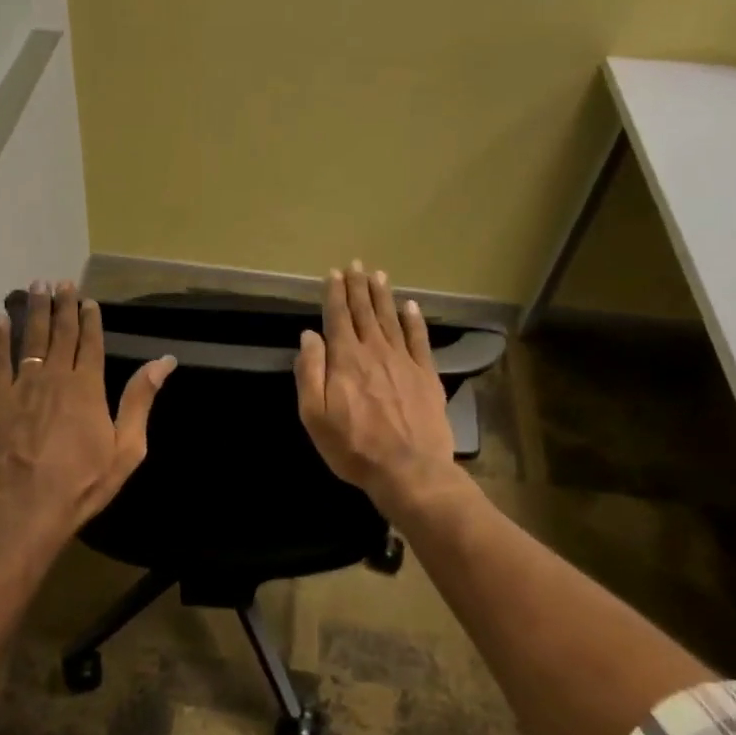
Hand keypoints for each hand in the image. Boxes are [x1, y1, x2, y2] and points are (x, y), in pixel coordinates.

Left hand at [0, 281, 175, 537]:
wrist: (27, 506)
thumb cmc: (83, 482)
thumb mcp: (126, 448)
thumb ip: (140, 400)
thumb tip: (164, 362)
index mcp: (88, 387)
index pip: (90, 343)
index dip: (90, 319)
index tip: (88, 301)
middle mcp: (55, 376)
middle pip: (61, 333)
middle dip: (63, 305)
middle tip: (61, 282)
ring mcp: (22, 385)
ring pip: (31, 339)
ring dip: (36, 311)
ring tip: (36, 287)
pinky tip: (0, 318)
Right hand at [295, 261, 459, 516]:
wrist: (409, 469)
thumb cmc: (353, 446)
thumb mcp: (314, 415)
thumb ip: (310, 372)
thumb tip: (309, 336)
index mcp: (345, 360)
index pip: (337, 318)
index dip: (335, 294)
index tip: (334, 274)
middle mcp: (375, 351)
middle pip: (364, 312)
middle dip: (358, 287)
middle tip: (356, 265)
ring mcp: (404, 361)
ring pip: (391, 320)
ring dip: (383, 296)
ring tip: (378, 275)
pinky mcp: (426, 375)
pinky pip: (419, 339)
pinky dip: (414, 320)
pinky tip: (411, 306)